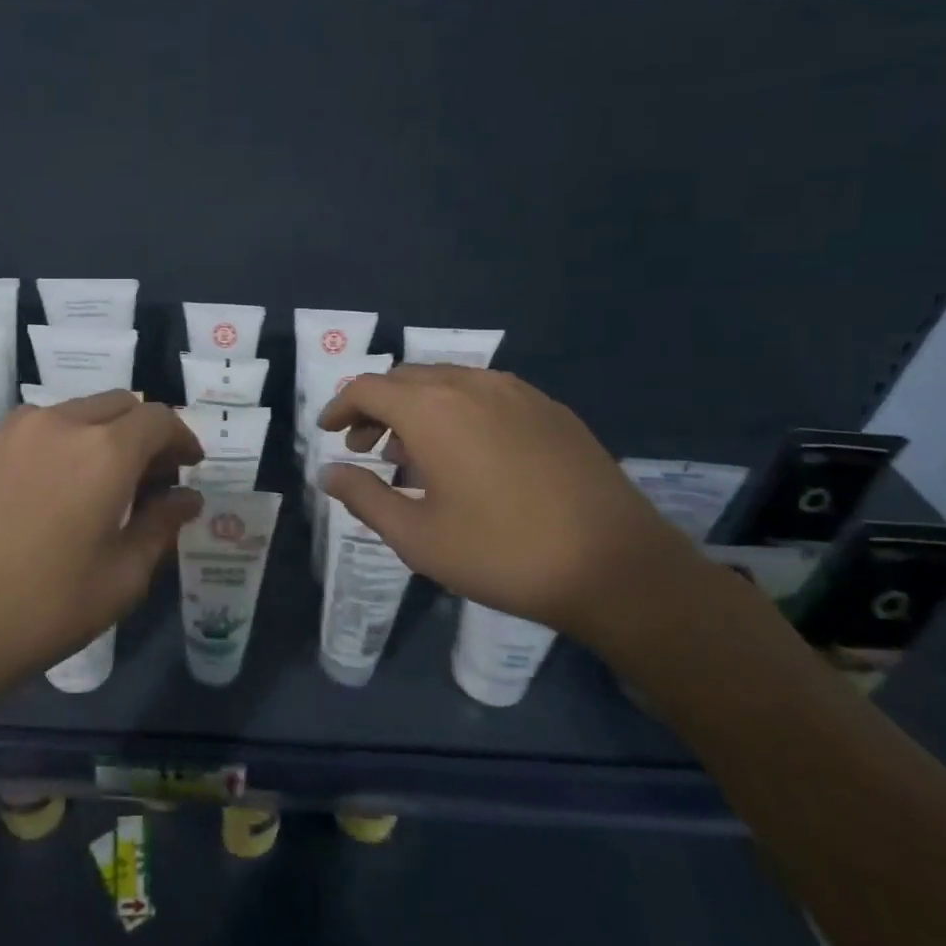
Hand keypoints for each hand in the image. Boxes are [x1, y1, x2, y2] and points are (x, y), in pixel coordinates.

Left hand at [0, 391, 203, 694]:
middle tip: (150, 479)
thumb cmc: (44, 609)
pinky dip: (63, 441)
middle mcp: (60, 423)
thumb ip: (161, 526)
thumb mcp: (121, 577)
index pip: (158, 419)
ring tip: (101, 483)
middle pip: (119, 405)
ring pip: (77, 411)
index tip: (188, 467)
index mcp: (104, 451)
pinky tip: (55, 488)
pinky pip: (39, 427)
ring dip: (102, 433)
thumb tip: (187, 499)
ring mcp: (15, 431)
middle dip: (145, 432)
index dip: (181, 438)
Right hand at [317, 365, 698, 639]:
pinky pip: (485, 393)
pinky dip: (457, 410)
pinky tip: (467, 453)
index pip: (367, 388)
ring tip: (412, 454)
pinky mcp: (550, 408)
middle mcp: (470, 384)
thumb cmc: (502, 553)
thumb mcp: (417, 536)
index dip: (340, 406)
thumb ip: (364, 497)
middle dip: (375, 407)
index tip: (327, 431)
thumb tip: (329, 473)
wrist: (617, 567)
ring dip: (416, 407)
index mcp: (431, 410)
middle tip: (365, 448)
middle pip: (404, 378)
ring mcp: (516, 392)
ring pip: (446, 382)